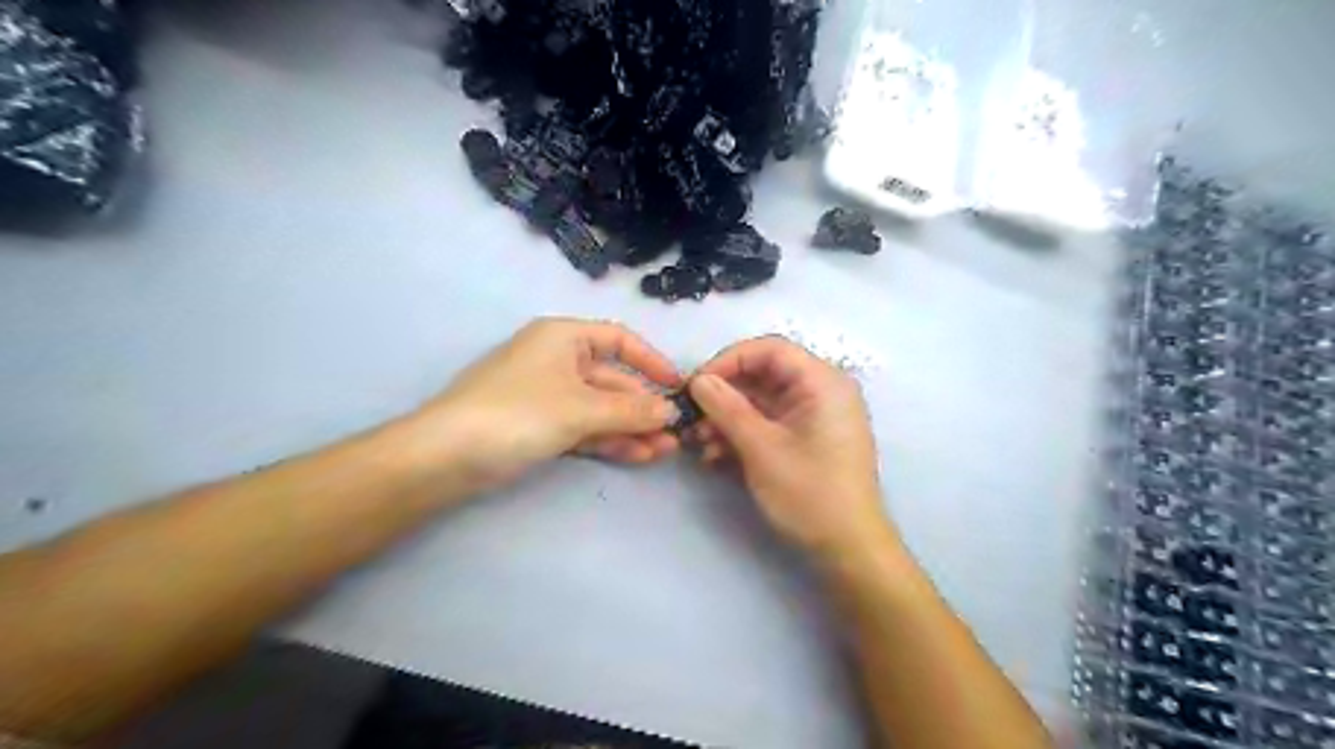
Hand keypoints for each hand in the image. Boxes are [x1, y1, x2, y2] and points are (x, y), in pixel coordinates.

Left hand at [411, 317, 681, 487]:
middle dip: (644, 407)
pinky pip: (584, 428)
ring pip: (600, 408)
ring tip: (665, 452)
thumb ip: (630, 409)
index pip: (619, 340)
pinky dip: (608, 440)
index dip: (651, 361)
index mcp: (564, 337)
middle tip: (675, 434)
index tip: (677, 385)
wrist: (446, 456)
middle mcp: (558, 360)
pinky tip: (638, 456)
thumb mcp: (581, 408)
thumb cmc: (518, 412)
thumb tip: (670, 411)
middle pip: (612, 380)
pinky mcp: (539, 426)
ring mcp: (548, 396)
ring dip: (632, 428)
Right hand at [688, 338, 895, 562]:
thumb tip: (698, 380)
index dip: (728, 361)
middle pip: (764, 375)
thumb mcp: (761, 448)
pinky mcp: (808, 439)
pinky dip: (744, 434)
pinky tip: (717, 456)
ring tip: (701, 443)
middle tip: (693, 418)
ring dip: (729, 418)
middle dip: (725, 396)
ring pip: (763, 402)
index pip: (769, 350)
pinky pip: (771, 423)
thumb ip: (727, 408)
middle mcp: (822, 391)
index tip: (696, 385)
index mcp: (822, 382)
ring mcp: (816, 417)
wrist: (849, 549)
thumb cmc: (809, 493)